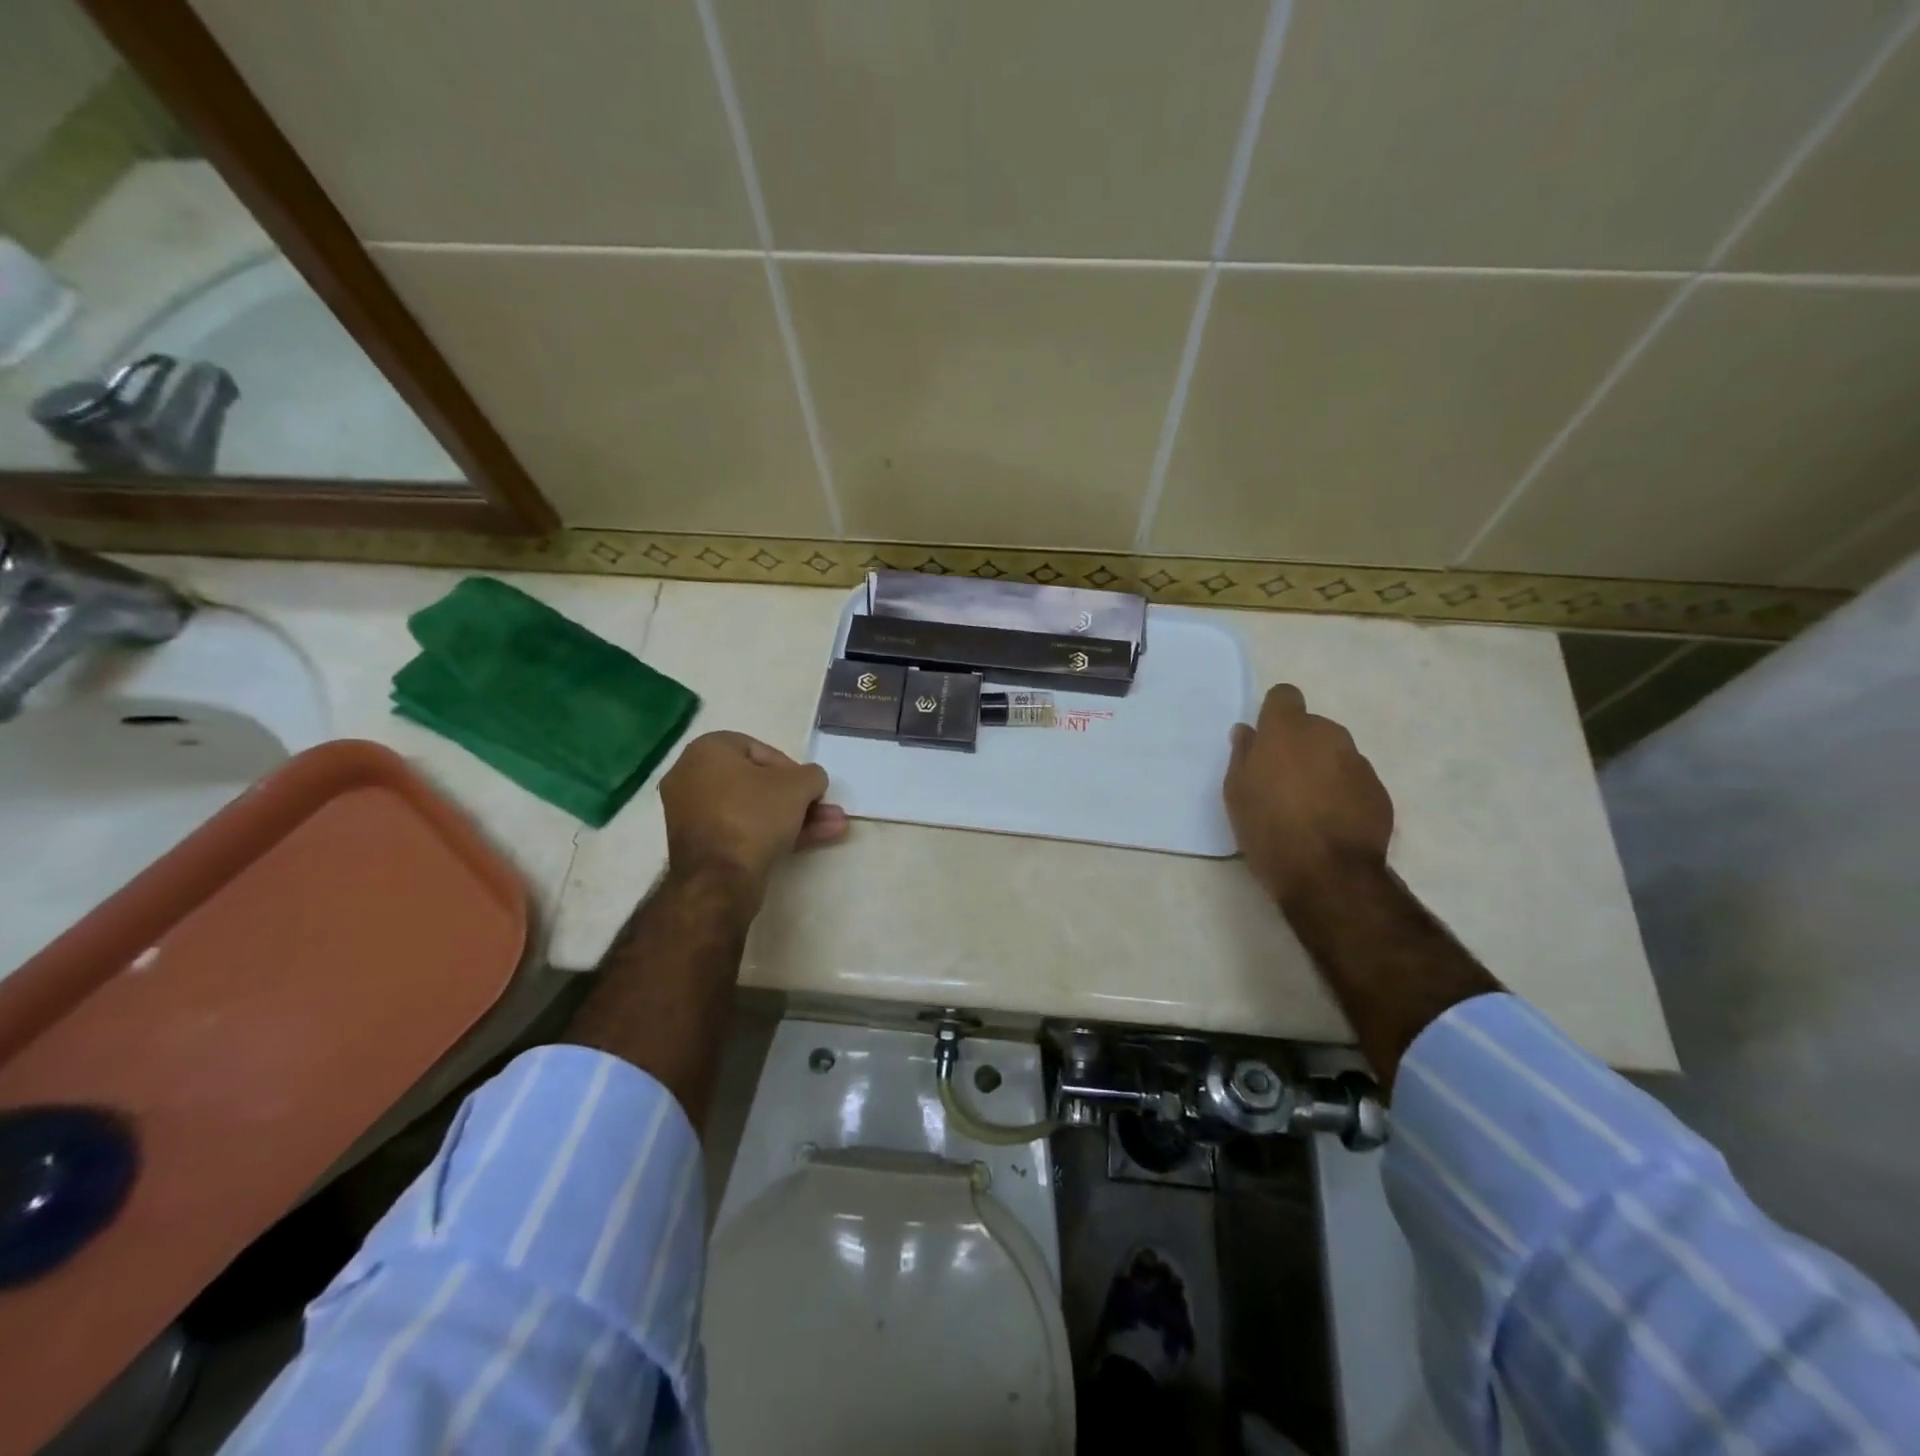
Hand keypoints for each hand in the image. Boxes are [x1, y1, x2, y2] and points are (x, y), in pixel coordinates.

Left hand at [658, 731, 848, 904]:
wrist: (718, 879)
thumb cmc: (754, 815)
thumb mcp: (799, 785)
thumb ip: (812, 775)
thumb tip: (811, 782)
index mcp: (706, 751)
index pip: (759, 749)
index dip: (792, 768)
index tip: (809, 787)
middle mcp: (692, 777)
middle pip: (758, 784)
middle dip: (798, 799)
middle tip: (826, 810)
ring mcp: (693, 816)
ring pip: (753, 811)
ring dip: (794, 818)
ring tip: (833, 828)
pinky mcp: (700, 847)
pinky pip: (741, 831)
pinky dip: (772, 834)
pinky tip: (809, 842)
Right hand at [1224, 684, 1392, 906]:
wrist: (1328, 875)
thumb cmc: (1268, 829)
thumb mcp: (1237, 793)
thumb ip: (1243, 755)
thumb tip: (1248, 732)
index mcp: (1287, 730)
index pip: (1284, 696)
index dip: (1274, 714)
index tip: (1265, 740)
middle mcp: (1327, 735)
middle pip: (1311, 726)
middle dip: (1298, 745)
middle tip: (1282, 780)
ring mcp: (1358, 762)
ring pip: (1335, 753)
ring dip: (1322, 768)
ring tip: (1308, 806)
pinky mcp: (1379, 790)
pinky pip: (1354, 780)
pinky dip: (1342, 792)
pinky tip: (1330, 822)